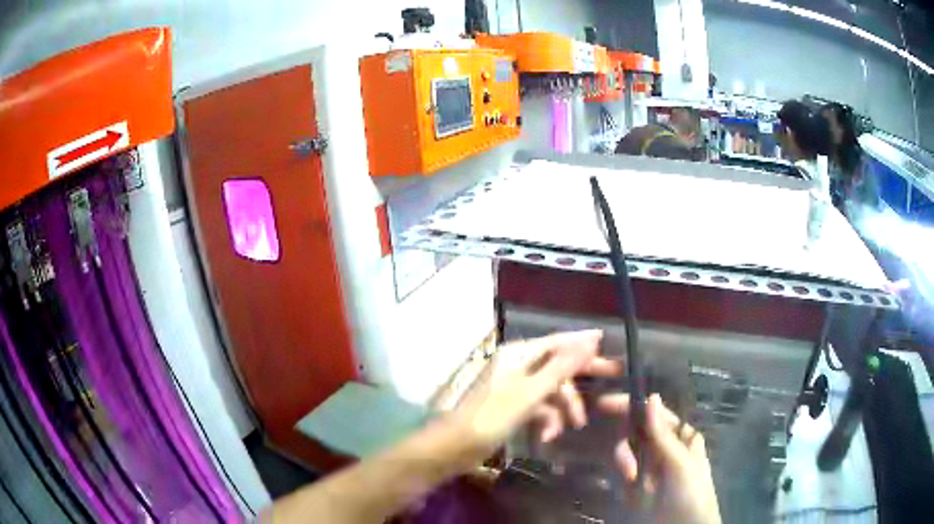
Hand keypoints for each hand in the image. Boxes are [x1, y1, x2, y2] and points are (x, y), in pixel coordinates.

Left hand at [441, 330, 619, 469]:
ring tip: (573, 426)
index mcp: (520, 354)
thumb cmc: (493, 416)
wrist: (456, 446)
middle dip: (581, 378)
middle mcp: (518, 365)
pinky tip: (548, 436)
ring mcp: (515, 387)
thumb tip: (591, 339)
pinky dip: (547, 420)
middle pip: (558, 365)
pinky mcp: (513, 407)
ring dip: (563, 408)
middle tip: (614, 378)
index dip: (585, 343)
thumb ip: (562, 366)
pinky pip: (539, 407)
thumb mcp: (531, 392)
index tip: (610, 344)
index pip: (560, 341)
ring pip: (551, 390)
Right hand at [599, 393, 720, 523]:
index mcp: (680, 436)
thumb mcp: (679, 462)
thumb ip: (662, 434)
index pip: (654, 413)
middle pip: (636, 430)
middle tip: (619, 456)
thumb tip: (651, 397)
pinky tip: (628, 487)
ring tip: (631, 479)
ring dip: (623, 460)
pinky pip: (621, 471)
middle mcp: (664, 447)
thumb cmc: (690, 492)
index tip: (604, 403)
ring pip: (626, 451)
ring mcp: (649, 466)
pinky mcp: (636, 484)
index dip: (631, 405)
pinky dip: (619, 475)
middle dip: (623, 439)